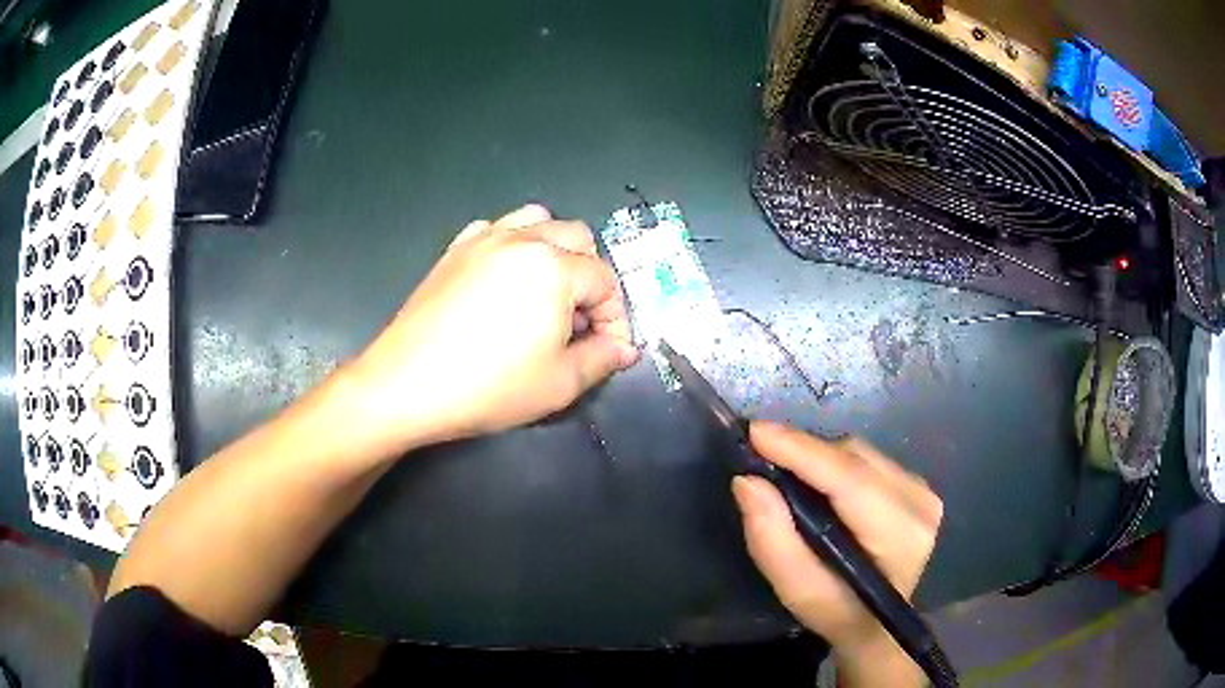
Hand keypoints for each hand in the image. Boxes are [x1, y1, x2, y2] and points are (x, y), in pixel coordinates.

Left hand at [348, 205, 639, 450]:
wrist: (407, 384)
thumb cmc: (488, 387)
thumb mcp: (558, 384)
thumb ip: (602, 359)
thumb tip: (624, 348)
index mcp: (554, 268)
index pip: (606, 281)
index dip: (616, 318)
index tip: (609, 350)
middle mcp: (523, 240)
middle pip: (580, 238)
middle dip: (591, 278)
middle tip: (580, 322)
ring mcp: (485, 239)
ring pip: (539, 220)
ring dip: (557, 249)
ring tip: (549, 291)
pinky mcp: (456, 249)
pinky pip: (497, 227)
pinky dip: (514, 243)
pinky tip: (505, 278)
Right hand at [732, 421, 942, 687]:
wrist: (882, 624)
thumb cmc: (839, 613)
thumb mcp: (798, 591)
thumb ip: (772, 539)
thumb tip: (748, 481)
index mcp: (899, 535)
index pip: (849, 479)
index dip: (802, 451)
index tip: (756, 433)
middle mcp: (919, 502)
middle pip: (853, 458)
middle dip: (805, 452)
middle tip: (761, 459)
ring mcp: (923, 490)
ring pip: (860, 453)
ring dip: (819, 458)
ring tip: (787, 473)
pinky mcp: (918, 485)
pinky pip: (868, 459)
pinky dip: (836, 465)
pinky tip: (819, 484)